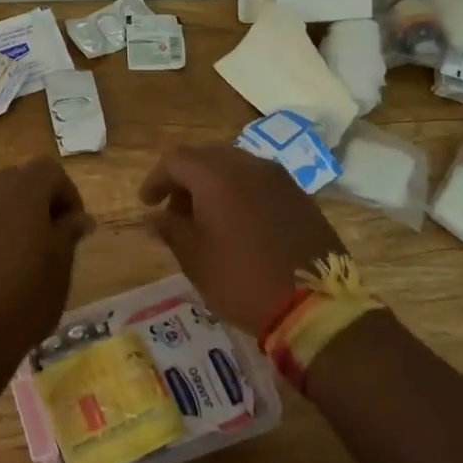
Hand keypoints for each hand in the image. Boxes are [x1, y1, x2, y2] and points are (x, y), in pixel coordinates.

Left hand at [0, 159, 93, 385]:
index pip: (49, 171)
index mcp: (20, 193)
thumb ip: (68, 234)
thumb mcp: (59, 270)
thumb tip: (78, 217)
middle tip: (49, 238)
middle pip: (17, 179)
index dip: (67, 194)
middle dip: (38, 201)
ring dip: (10, 216)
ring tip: (19, 255)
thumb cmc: (20, 304)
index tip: (73, 228)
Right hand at [140, 146, 347, 333]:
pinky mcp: (300, 197)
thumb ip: (170, 229)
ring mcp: (280, 179)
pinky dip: (240, 194)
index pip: (176, 160)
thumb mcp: (195, 259)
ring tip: (206, 220)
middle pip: (207, 158)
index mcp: (218, 176)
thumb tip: (157, 216)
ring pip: (236, 167)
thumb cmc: (242, 281)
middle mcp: (250, 166)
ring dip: (213, 186)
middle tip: (175, 211)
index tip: (147, 204)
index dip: (156, 179)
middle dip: (185, 180)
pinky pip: (260, 183)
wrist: (316, 305)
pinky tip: (239, 225)